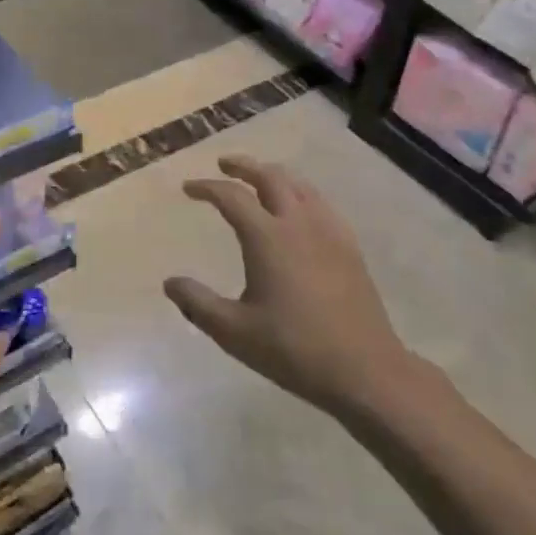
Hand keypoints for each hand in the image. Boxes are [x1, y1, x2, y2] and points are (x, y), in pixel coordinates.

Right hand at [167, 156, 410, 416]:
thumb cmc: (294, 349)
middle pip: (269, 176)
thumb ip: (198, 304)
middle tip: (224, 164)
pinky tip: (300, 209)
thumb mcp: (234, 332)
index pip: (231, 197)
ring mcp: (329, 232)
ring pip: (299, 185)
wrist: (365, 370)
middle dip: (244, 166)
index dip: (206, 187)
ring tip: (259, 178)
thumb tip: (170, 283)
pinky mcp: (349, 247)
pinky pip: (321, 204)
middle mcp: (298, 223)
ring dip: (274, 174)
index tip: (188, 188)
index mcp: (267, 237)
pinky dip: (301, 193)